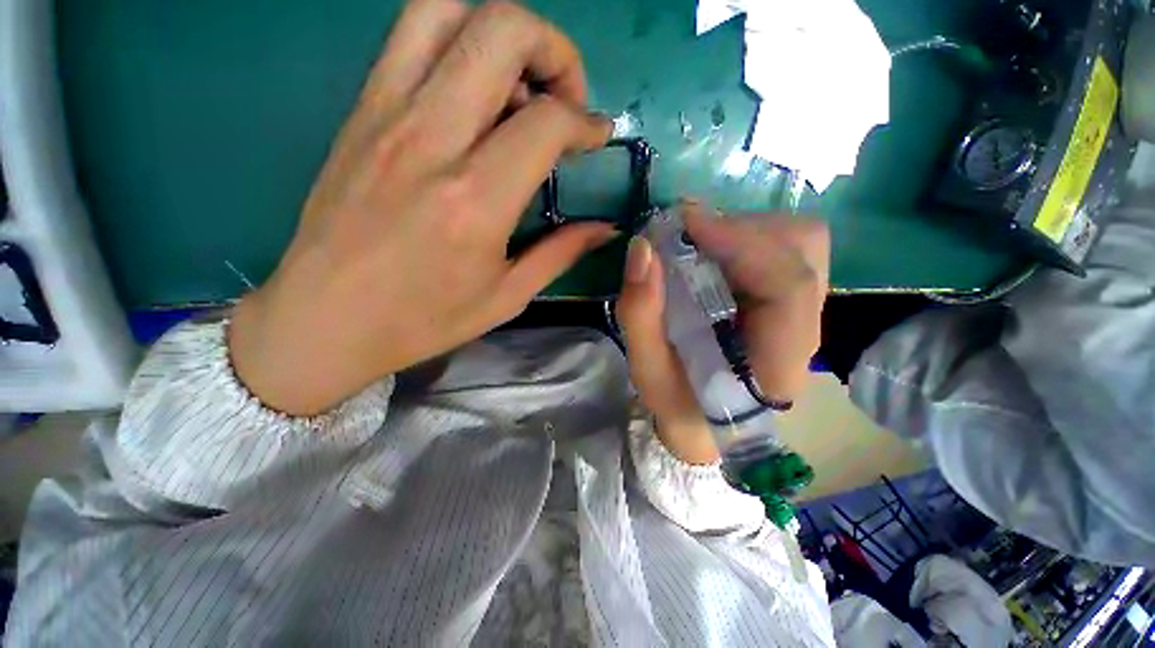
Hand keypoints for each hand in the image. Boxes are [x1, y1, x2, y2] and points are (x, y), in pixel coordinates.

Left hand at [228, 0, 614, 415]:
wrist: (324, 320)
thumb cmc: (423, 319)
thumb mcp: (507, 296)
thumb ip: (561, 253)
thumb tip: (604, 228)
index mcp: (476, 200)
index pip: (547, 121)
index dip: (586, 121)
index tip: (596, 136)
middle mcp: (431, 139)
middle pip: (501, 30)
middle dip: (554, 49)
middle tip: (565, 96)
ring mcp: (386, 114)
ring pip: (447, 9)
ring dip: (501, 30)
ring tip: (521, 82)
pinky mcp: (360, 111)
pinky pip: (410, 37)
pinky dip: (457, 40)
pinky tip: (473, 93)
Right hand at [616, 202, 829, 463]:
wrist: (705, 420)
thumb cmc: (678, 403)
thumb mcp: (647, 370)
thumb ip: (640, 314)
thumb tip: (643, 248)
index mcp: (778, 360)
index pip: (789, 286)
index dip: (743, 244)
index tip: (688, 223)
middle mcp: (804, 328)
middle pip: (802, 250)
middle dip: (740, 230)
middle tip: (686, 233)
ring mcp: (801, 310)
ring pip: (797, 242)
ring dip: (743, 231)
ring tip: (697, 240)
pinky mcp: (786, 300)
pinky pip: (781, 249)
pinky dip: (743, 238)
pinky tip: (711, 252)